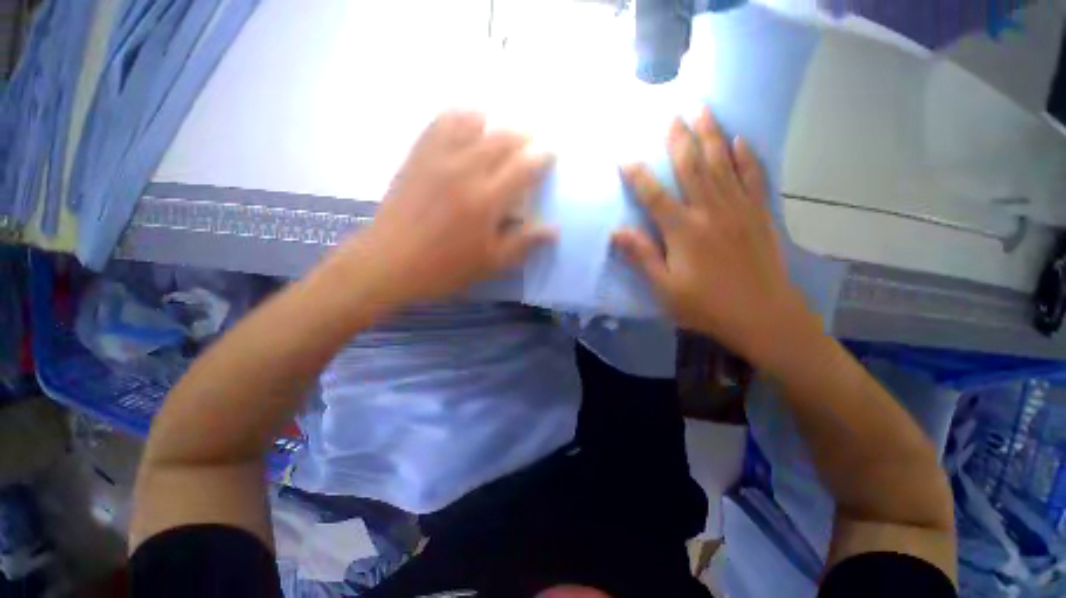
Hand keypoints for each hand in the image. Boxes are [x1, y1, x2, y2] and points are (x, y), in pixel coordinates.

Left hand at [337, 110, 556, 305]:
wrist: (389, 262)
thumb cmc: (445, 268)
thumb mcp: (490, 263)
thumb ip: (523, 243)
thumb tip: (553, 230)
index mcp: (487, 199)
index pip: (524, 167)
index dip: (542, 158)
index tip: (550, 156)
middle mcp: (465, 170)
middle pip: (502, 139)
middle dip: (523, 137)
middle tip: (530, 145)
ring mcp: (438, 158)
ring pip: (472, 123)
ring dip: (493, 125)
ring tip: (499, 136)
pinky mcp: (417, 156)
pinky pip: (440, 123)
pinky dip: (458, 118)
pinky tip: (465, 126)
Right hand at [613, 107, 818, 362]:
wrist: (763, 316)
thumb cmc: (706, 306)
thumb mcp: (664, 288)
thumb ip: (642, 256)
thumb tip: (617, 231)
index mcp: (683, 231)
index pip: (654, 195)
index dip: (637, 175)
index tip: (625, 156)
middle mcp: (710, 211)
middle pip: (692, 167)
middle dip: (679, 139)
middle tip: (672, 114)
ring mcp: (738, 209)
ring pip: (722, 163)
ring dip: (711, 134)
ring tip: (703, 109)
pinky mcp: (759, 215)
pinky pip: (753, 177)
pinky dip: (747, 157)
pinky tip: (740, 140)